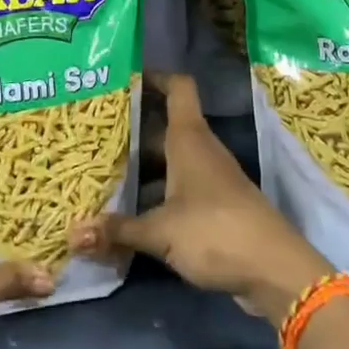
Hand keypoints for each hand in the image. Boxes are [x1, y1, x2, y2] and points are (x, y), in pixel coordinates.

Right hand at [70, 72, 331, 319]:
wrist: (276, 272)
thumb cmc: (216, 232)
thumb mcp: (161, 231)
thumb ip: (118, 230)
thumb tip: (72, 233)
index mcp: (189, 139)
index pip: (177, 87)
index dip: (154, 76)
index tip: (122, 78)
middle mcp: (200, 151)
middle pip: (163, 125)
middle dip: (130, 126)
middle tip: (92, 130)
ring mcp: (209, 179)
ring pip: (168, 159)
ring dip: (140, 163)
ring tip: (100, 167)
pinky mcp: (213, 207)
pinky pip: (176, 187)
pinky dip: (154, 191)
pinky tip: (127, 208)